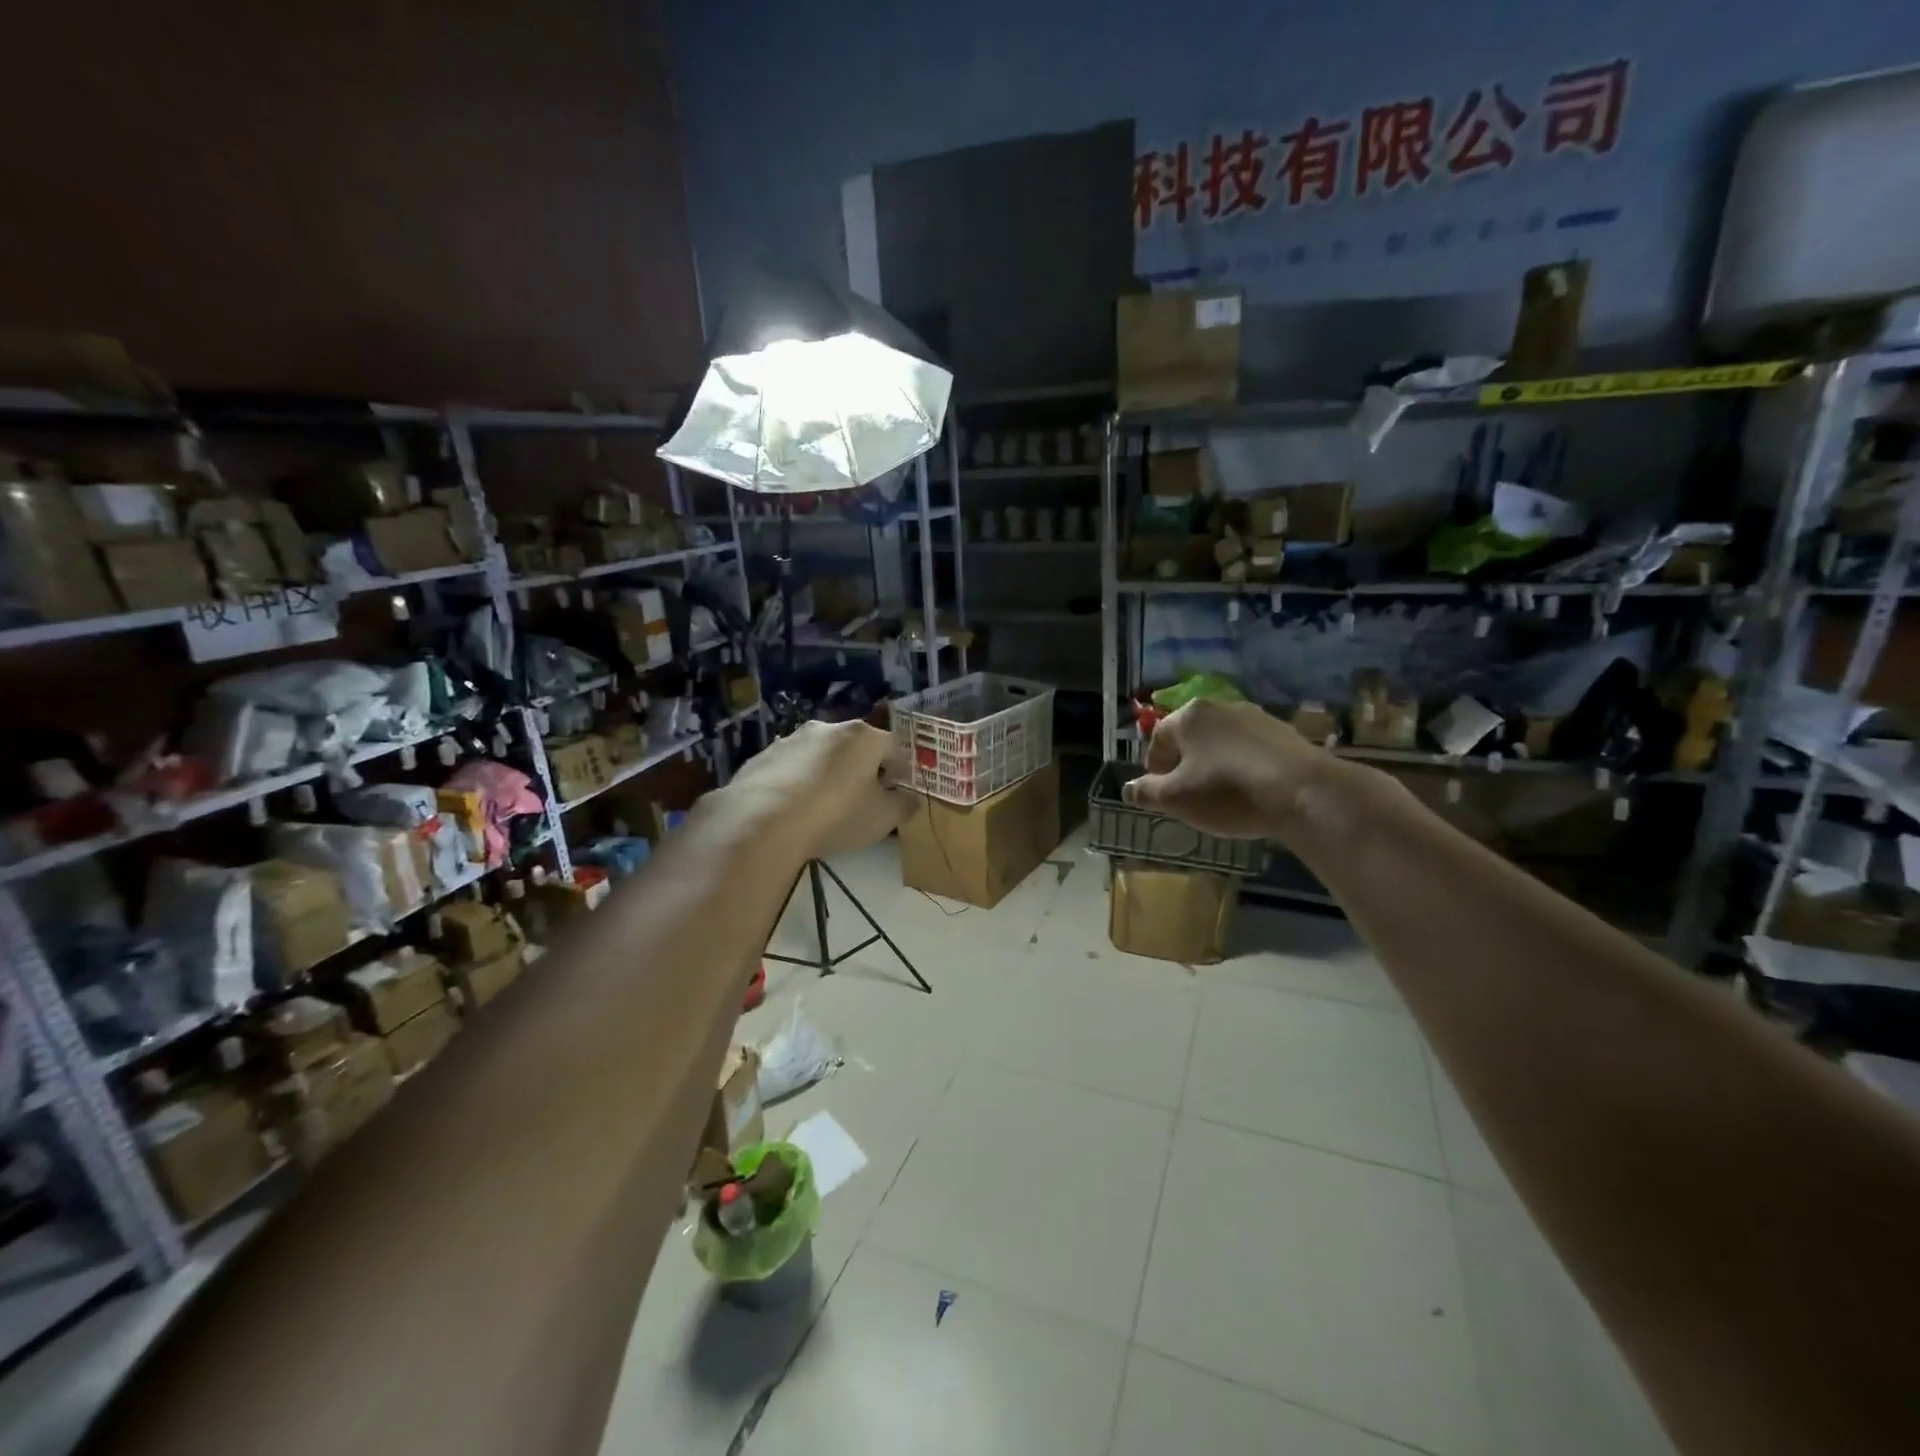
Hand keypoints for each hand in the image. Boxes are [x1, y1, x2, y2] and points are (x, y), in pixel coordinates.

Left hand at [720, 718, 915, 860]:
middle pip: (856, 746)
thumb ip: (903, 806)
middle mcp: (829, 728)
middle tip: (863, 797)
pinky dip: (798, 781)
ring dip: (828, 772)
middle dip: (863, 768)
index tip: (898, 789)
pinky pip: (791, 767)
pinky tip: (794, 807)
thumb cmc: (837, 814)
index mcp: (864, 737)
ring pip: (821, 754)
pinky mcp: (764, 756)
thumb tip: (909, 799)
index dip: (900, 769)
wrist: (763, 820)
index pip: (894, 747)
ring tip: (825, 803)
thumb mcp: (883, 818)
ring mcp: (792, 739)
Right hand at [1123, 699, 1333, 840]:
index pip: (1159, 737)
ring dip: (1215, 765)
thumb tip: (1128, 789)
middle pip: (1192, 736)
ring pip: (1223, 742)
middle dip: (1185, 764)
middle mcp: (1222, 707)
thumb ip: (1147, 792)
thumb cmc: (1228, 792)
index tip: (1160, 792)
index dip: (1155, 766)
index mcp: (1189, 715)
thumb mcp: (1176, 799)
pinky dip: (1244, 767)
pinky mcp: (1287, 733)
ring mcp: (1258, 717)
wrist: (1304, 793)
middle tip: (1188, 795)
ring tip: (1221, 796)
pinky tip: (1252, 792)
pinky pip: (1252, 750)